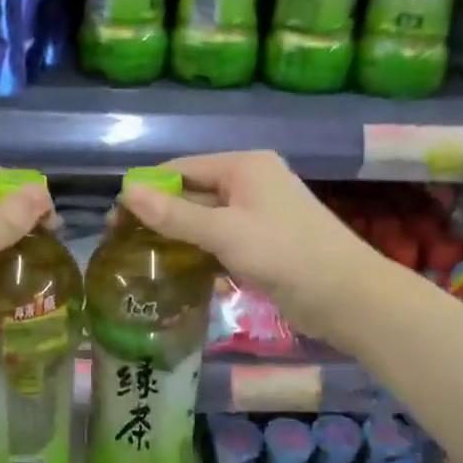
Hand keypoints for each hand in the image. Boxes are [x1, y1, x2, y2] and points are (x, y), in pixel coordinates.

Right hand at [120, 151, 389, 353]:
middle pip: (193, 192)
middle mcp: (250, 182)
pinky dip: (199, 250)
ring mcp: (258, 213)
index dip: (147, 190)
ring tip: (141, 259)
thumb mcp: (225, 232)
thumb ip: (175, 214)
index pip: (182, 169)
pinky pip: (220, 238)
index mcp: (244, 166)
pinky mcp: (263, 242)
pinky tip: (175, 269)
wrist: (348, 296)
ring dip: (177, 235)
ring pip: (205, 218)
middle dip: (159, 215)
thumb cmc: (286, 254)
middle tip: (122, 244)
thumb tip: (126, 191)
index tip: (114, 219)